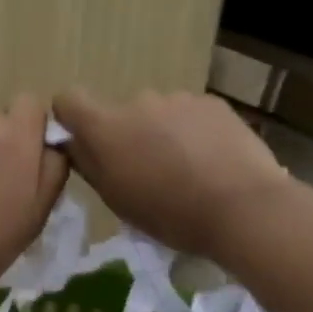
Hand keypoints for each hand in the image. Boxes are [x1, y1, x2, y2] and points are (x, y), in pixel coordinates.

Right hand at [53, 88, 295, 258]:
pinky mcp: (212, 103)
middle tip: (149, 172)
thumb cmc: (170, 213)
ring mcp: (178, 98)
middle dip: (128, 136)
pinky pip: (191, 114)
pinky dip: (194, 132)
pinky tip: (213, 161)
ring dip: (162, 134)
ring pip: (158, 114)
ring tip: (187, 170)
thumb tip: (76, 144)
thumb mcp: (117, 200)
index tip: (84, 142)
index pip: (68, 100)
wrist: (243, 206)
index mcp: (106, 127)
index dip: (71, 118)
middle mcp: (138, 101)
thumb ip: (90, 165)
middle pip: (120, 113)